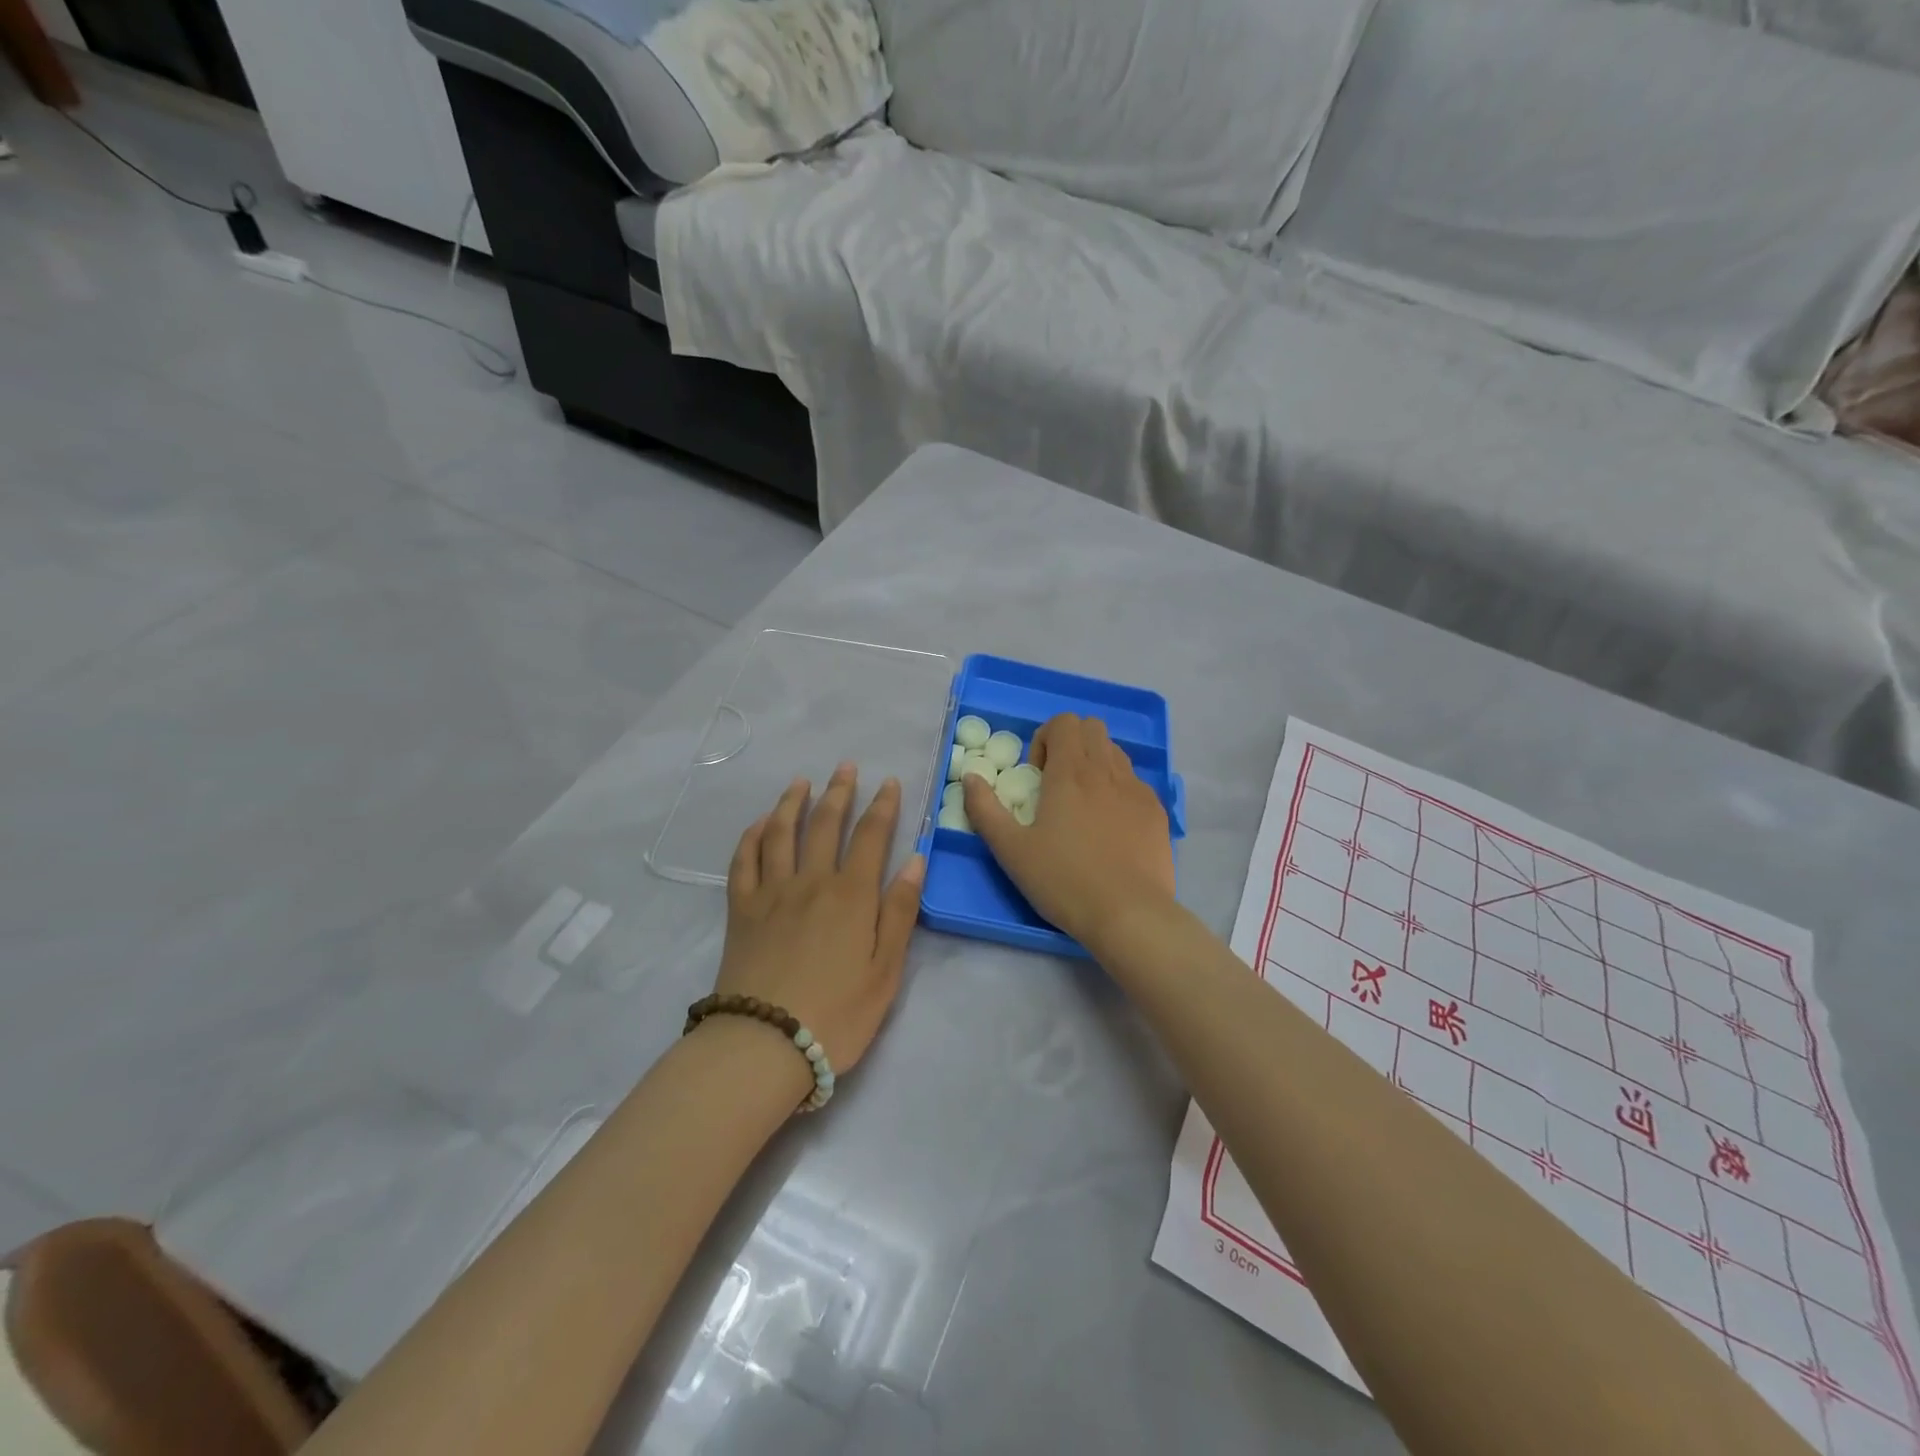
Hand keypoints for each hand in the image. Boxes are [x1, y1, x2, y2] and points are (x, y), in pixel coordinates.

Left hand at [716, 764, 923, 1072]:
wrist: (765, 1044)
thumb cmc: (837, 1014)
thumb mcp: (886, 970)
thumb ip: (900, 912)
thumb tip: (917, 860)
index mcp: (851, 895)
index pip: (871, 836)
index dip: (882, 806)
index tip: (888, 782)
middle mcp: (811, 881)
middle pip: (825, 825)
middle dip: (838, 792)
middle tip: (844, 767)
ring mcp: (771, 893)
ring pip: (780, 834)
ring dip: (792, 803)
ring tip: (800, 782)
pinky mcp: (740, 910)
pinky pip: (743, 862)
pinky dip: (752, 837)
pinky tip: (759, 825)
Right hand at [963, 714, 1175, 949]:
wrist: (1129, 914)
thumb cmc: (1063, 880)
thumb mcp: (1011, 850)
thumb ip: (984, 809)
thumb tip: (970, 777)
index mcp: (1071, 772)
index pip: (1064, 721)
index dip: (1045, 739)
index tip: (1036, 775)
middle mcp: (1107, 770)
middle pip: (1092, 727)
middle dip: (1070, 744)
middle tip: (1057, 784)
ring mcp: (1137, 789)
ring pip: (1116, 752)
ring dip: (1095, 764)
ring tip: (1083, 805)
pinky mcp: (1157, 812)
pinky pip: (1135, 782)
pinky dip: (1118, 789)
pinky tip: (1109, 828)